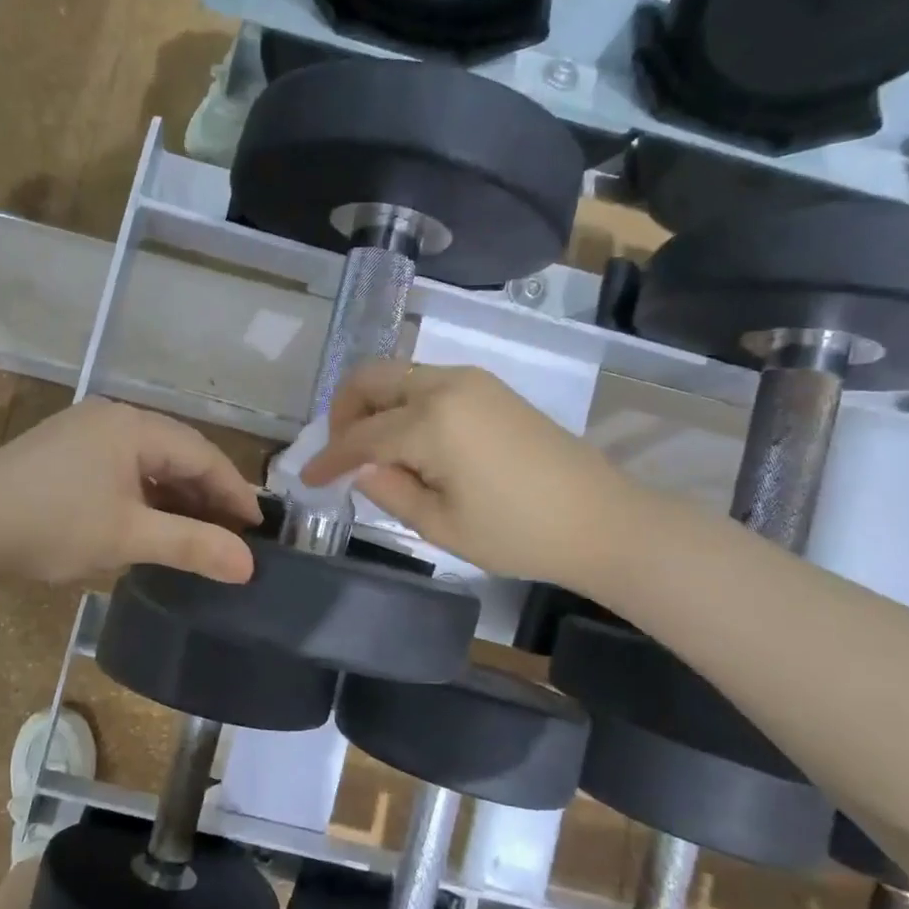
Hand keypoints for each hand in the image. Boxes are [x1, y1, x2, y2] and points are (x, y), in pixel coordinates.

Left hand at [0, 399, 261, 584]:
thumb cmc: (53, 527)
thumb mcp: (129, 537)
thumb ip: (193, 546)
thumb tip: (249, 565)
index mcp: (131, 425)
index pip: (201, 453)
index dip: (234, 491)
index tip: (257, 527)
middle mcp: (110, 417)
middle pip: (175, 452)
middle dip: (206, 493)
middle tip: (231, 532)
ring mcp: (82, 430)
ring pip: (147, 460)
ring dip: (174, 495)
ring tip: (196, 531)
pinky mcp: (61, 451)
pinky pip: (120, 466)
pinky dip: (144, 493)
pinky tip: (149, 520)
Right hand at [301, 362, 635, 583]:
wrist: (601, 519)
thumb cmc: (518, 533)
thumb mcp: (441, 526)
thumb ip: (390, 491)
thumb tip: (361, 469)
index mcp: (431, 421)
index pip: (360, 435)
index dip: (328, 458)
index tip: (307, 478)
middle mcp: (445, 385)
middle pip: (370, 379)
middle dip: (343, 412)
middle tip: (340, 454)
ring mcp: (471, 380)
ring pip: (397, 375)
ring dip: (373, 406)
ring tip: (374, 453)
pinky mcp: (488, 387)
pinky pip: (425, 381)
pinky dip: (402, 404)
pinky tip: (410, 442)